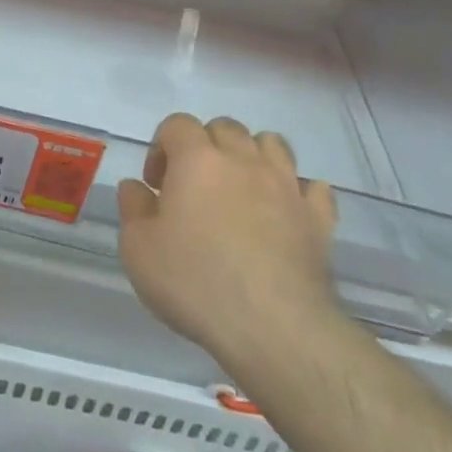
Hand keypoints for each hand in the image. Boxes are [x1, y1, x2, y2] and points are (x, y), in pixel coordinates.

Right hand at [117, 114, 339, 370]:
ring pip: (272, 144)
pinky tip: (285, 212)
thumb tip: (136, 188)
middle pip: (225, 127)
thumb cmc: (196, 281)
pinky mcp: (318, 218)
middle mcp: (244, 160)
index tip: (156, 184)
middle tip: (194, 186)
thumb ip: (132, 208)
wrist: (274, 327)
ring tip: (240, 190)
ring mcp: (286, 186)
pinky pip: (313, 187)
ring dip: (253, 157)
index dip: (162, 146)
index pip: (177, 124)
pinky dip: (298, 191)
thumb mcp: (138, 249)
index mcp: (197, 159)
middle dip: (206, 146)